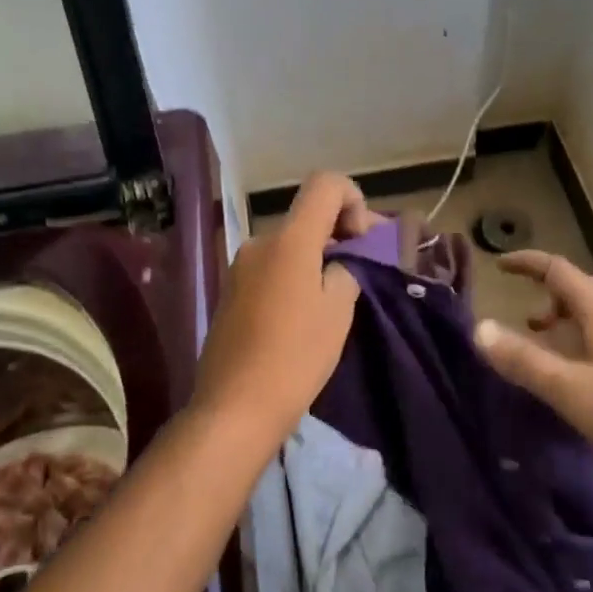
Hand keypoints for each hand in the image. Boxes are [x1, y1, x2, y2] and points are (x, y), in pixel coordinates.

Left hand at [191, 173, 374, 448]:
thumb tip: (343, 260)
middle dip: (338, 233)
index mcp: (289, 239)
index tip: (362, 239)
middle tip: (361, 268)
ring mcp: (240, 266)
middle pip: (307, 216)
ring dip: (315, 256)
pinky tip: (302, 313)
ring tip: (334, 297)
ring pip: (289, 244)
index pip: (325, 184)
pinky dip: (293, 274)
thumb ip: (346, 269)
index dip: (353, 198)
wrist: (234, 407)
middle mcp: (260, 241)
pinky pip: (271, 266)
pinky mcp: (230, 290)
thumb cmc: (295, 357)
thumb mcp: (337, 311)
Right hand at [476, 250, 592, 484]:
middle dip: (546, 290)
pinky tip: (578, 370)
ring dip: (564, 316)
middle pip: (579, 286)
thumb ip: (523, 360)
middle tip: (520, 311)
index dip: (526, 262)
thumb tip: (478, 328)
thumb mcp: (568, 389)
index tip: (499, 264)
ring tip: (543, 339)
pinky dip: (582, 336)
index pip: (557, 269)